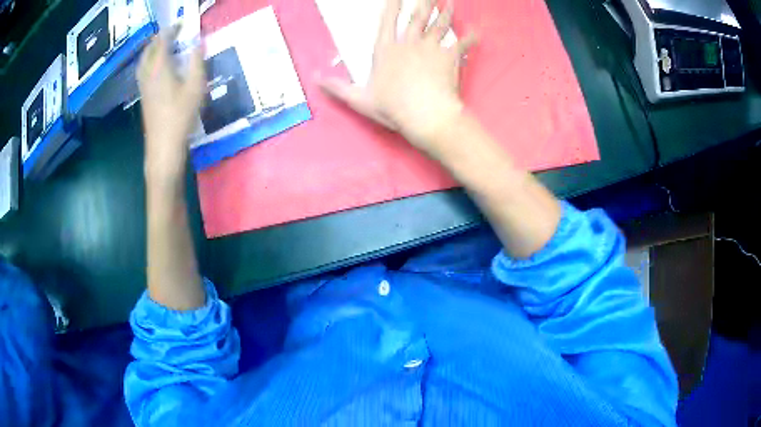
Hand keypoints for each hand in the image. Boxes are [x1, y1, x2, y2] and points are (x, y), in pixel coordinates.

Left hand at [137, 26, 204, 183]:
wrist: (163, 146)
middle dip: (159, 38)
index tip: (182, 23)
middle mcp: (148, 74)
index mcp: (160, 67)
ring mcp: (143, 86)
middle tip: (172, 33)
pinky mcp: (143, 96)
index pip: (163, 40)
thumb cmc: (181, 116)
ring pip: (143, 61)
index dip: (172, 29)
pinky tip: (156, 66)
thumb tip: (199, 42)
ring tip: (162, 46)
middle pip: (149, 49)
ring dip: (152, 49)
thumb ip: (197, 61)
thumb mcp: (195, 87)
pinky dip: (149, 62)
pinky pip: (143, 71)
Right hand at [320, 0, 474, 156]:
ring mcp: (431, 48)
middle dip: (423, 2)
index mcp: (387, 49)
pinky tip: (476, 32)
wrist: (426, 115)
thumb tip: (315, 79)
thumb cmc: (392, 108)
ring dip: (446, 13)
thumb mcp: (359, 99)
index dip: (392, 5)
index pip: (388, 20)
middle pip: (418, 16)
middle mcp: (409, 43)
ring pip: (440, 25)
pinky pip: (462, 44)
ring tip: (450, 3)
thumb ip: (337, 87)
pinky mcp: (450, 58)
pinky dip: (470, 38)